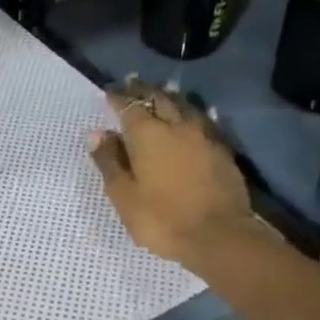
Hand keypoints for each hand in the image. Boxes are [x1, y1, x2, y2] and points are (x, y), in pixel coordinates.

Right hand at [89, 78, 268, 271]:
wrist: (218, 235)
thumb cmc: (161, 218)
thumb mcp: (124, 195)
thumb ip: (109, 162)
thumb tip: (97, 133)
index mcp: (147, 134)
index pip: (129, 106)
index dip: (117, 97)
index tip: (108, 92)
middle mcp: (177, 125)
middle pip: (159, 98)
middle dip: (144, 90)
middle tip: (133, 84)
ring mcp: (203, 135)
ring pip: (184, 105)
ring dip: (169, 97)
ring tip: (161, 93)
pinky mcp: (222, 149)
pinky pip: (203, 120)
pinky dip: (191, 114)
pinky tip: (192, 116)